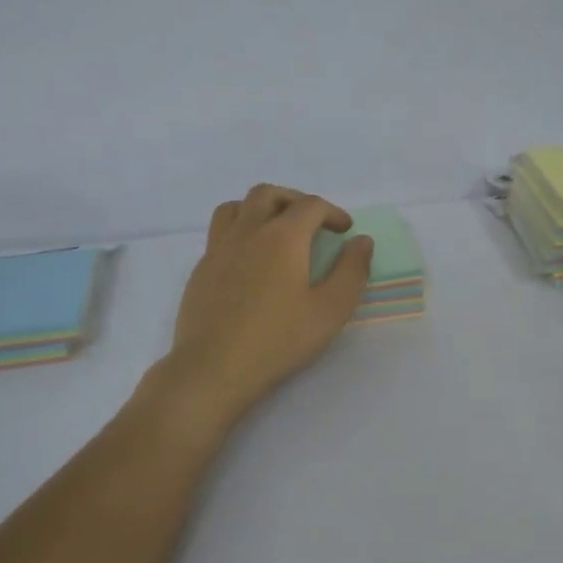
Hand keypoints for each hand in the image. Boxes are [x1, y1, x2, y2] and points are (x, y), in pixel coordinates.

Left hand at [157, 184, 373, 426]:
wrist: (214, 368)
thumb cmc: (279, 340)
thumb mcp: (331, 310)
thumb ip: (352, 271)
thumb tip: (361, 241)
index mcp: (283, 236)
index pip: (310, 205)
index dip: (333, 213)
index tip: (345, 231)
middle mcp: (248, 231)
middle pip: (269, 194)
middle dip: (295, 201)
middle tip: (312, 223)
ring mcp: (219, 249)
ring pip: (236, 207)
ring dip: (260, 208)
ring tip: (275, 230)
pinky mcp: (201, 269)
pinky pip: (220, 233)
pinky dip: (240, 231)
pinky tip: (249, 260)